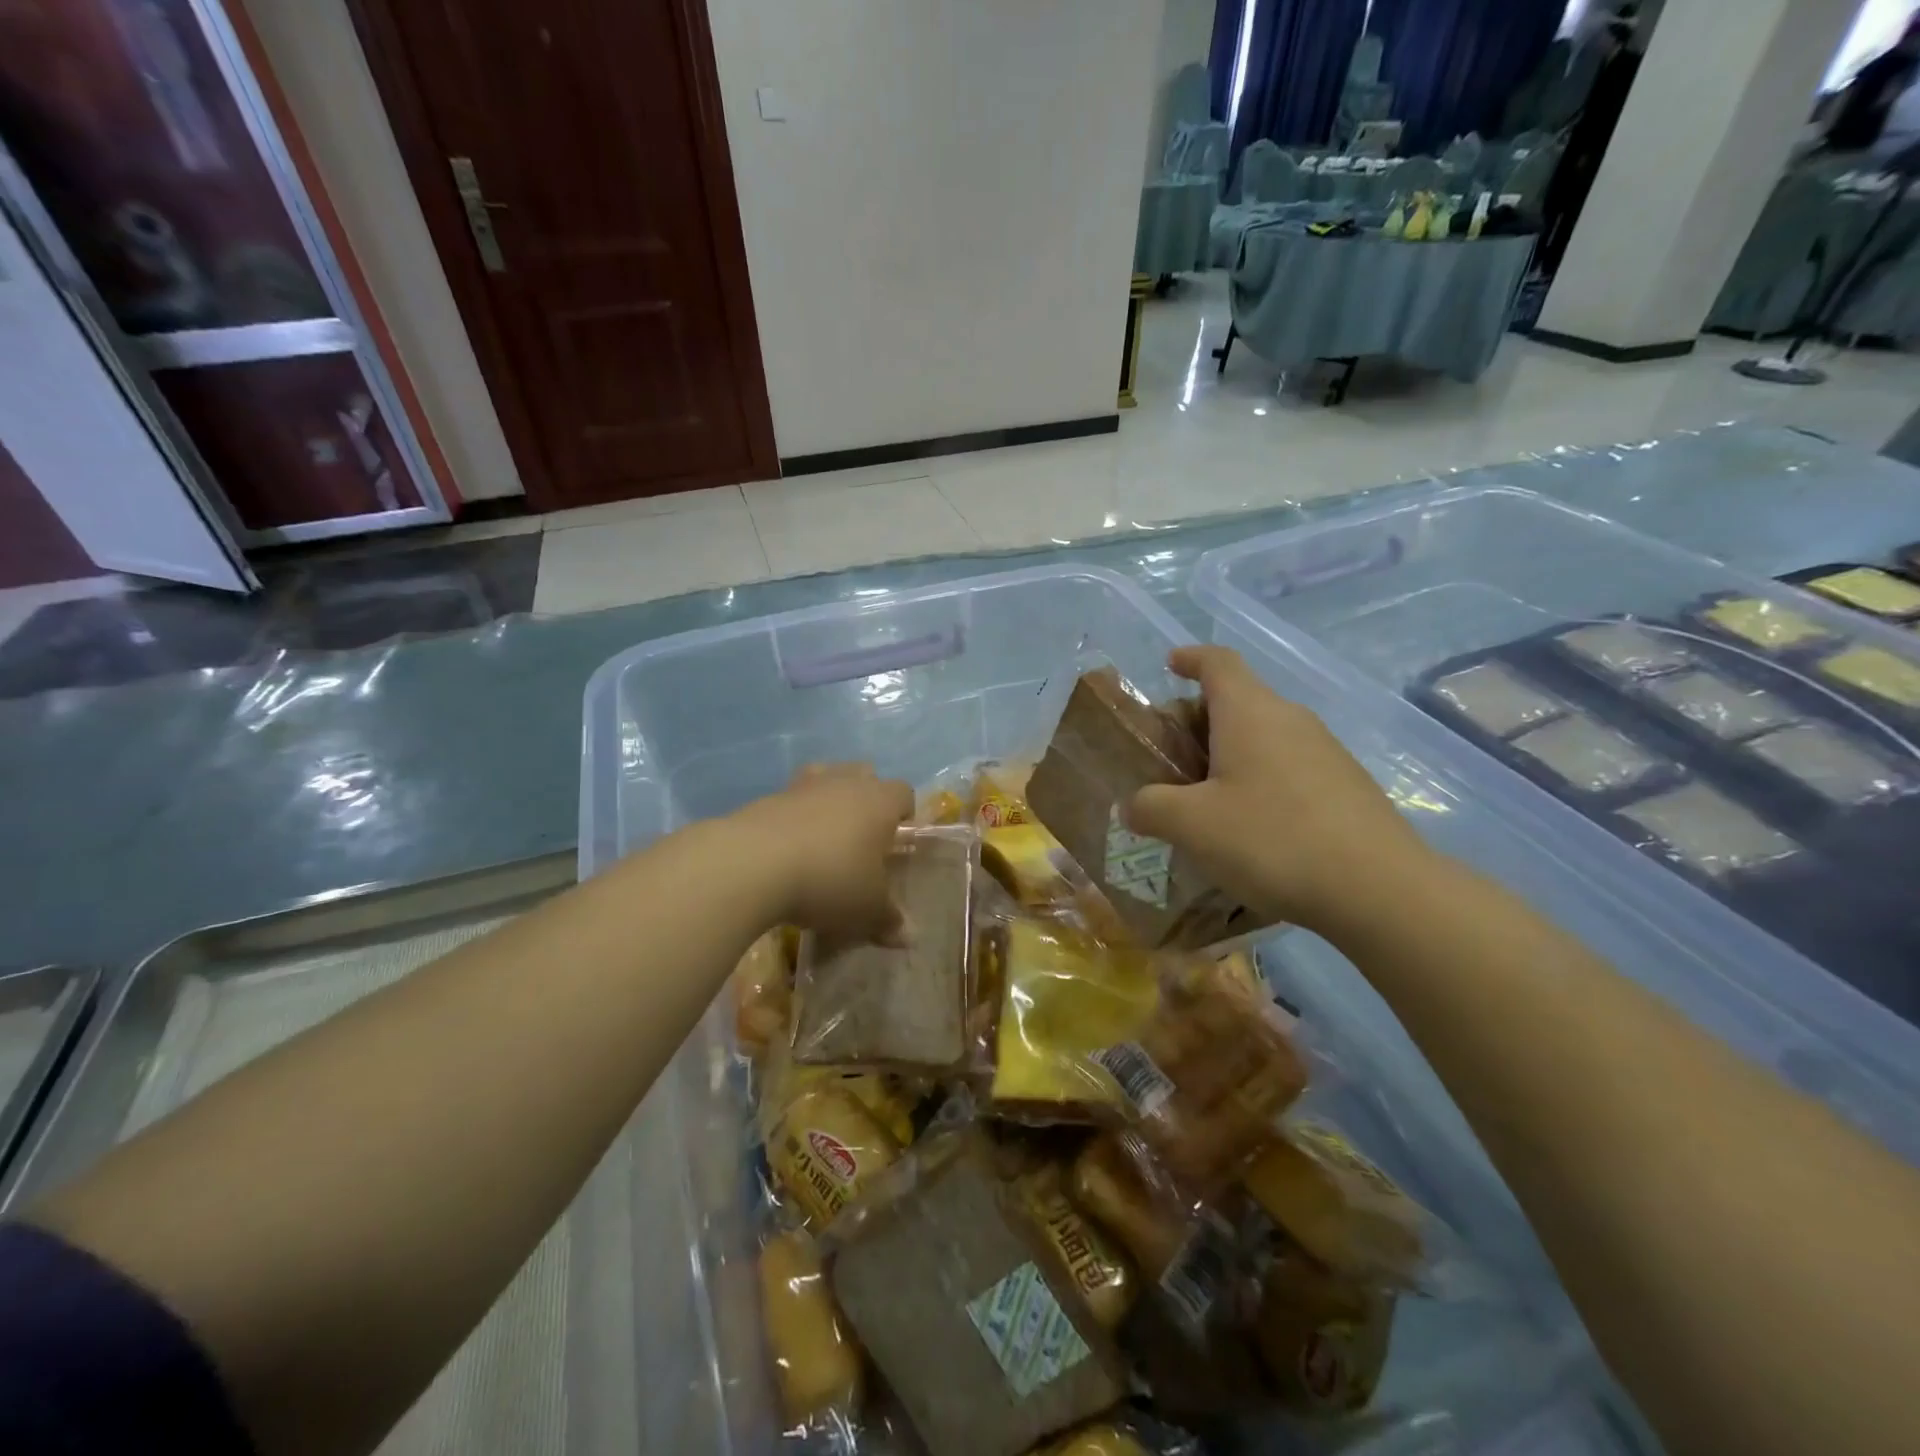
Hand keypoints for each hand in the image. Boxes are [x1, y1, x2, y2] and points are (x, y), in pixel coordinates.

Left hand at [734, 764, 912, 942]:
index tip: (896, 845)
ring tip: (823, 838)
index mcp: (879, 801)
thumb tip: (906, 936)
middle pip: (865, 776)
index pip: (904, 793)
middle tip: (861, 840)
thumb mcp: (866, 909)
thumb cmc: (829, 879)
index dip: (904, 815)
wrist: (752, 864)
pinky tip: (788, 851)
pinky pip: (791, 801)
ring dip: (828, 801)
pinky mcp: (767, 798)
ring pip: (825, 779)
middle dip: (866, 801)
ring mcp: (803, 786)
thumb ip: (888, 919)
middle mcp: (845, 783)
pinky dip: (794, 819)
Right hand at [1127, 647, 1433, 935]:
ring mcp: (1326, 751)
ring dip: (1228, 756)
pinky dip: (1259, 780)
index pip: (1218, 662)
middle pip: (1237, 701)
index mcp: (1249, 712)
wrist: (1378, 889)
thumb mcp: (1191, 825)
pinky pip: (1289, 767)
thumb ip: (1150, 807)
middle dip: (1197, 722)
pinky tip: (1251, 828)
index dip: (1191, 658)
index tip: (1170, 663)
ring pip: (1263, 737)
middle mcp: (1290, 719)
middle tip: (1169, 761)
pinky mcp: (1346, 786)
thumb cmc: (1272, 838)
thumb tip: (1134, 806)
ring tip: (1204, 801)